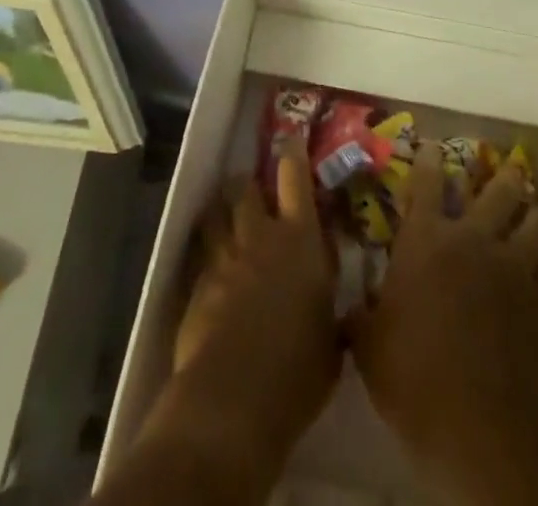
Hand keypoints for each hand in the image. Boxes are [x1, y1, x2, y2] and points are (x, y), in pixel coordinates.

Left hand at [160, 136, 340, 463]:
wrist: (231, 402)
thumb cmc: (296, 373)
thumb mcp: (331, 344)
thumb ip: (333, 315)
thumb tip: (342, 312)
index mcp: (301, 240)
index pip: (295, 178)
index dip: (292, 153)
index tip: (290, 136)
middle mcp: (260, 236)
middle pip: (247, 188)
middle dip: (248, 182)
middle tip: (253, 186)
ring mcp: (223, 257)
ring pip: (217, 212)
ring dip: (222, 208)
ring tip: (226, 212)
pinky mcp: (195, 284)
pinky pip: (201, 252)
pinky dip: (207, 250)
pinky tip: (210, 262)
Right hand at [348, 141, 537, 464]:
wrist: (474, 422)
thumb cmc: (410, 376)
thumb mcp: (368, 343)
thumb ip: (361, 315)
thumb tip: (348, 309)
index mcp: (425, 239)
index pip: (427, 181)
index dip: (430, 158)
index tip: (433, 146)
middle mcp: (471, 237)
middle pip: (497, 188)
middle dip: (503, 175)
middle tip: (505, 170)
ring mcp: (512, 264)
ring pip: (537, 218)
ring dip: (535, 211)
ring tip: (534, 211)